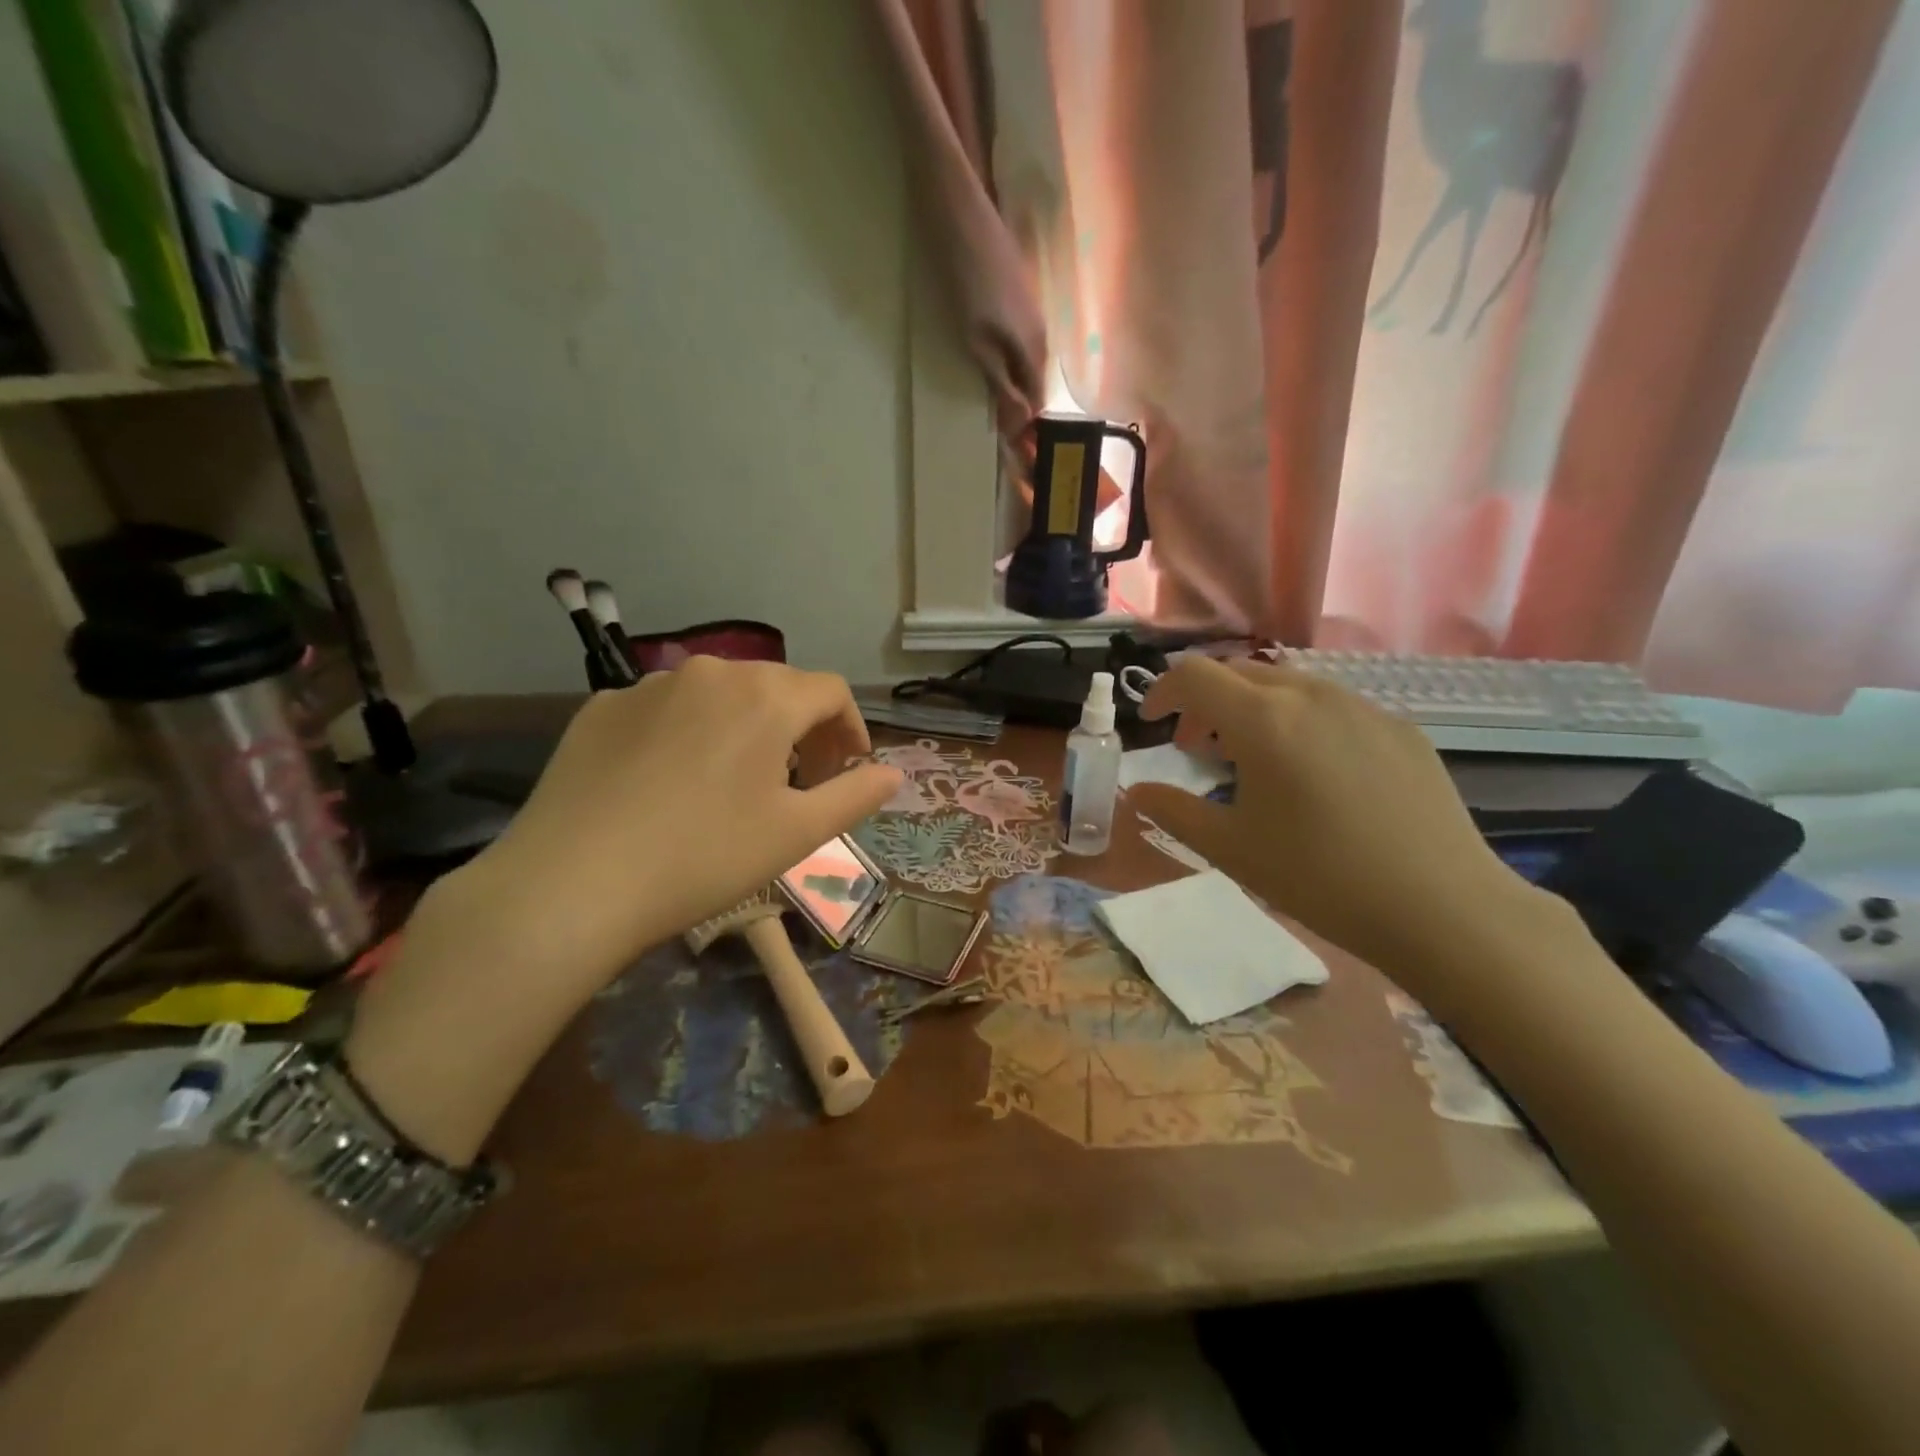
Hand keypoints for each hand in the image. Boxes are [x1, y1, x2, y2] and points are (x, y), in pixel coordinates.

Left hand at [346, 660, 902, 1160]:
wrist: (571, 884)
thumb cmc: (705, 857)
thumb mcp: (797, 834)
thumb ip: (855, 796)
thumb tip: (892, 774)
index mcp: (766, 696)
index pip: (831, 691)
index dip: (851, 729)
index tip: (848, 770)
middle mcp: (711, 672)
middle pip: (777, 686)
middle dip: (802, 728)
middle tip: (801, 781)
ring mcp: (649, 686)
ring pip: (720, 694)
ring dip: (747, 727)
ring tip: (737, 782)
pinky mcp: (601, 707)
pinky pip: (667, 709)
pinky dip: (690, 733)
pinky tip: (673, 783)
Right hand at [1128, 657, 1552, 990]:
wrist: (1442, 907)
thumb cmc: (1320, 877)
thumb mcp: (1230, 849)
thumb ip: (1172, 811)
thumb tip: (1136, 792)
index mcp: (1263, 719)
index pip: (1193, 675)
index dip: (1161, 692)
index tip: (1152, 724)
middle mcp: (1310, 695)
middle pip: (1238, 672)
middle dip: (1204, 701)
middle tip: (1195, 747)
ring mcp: (1361, 706)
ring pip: (1286, 685)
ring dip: (1251, 708)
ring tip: (1251, 758)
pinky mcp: (1398, 727)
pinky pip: (1331, 706)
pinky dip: (1298, 720)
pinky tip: (1313, 773)